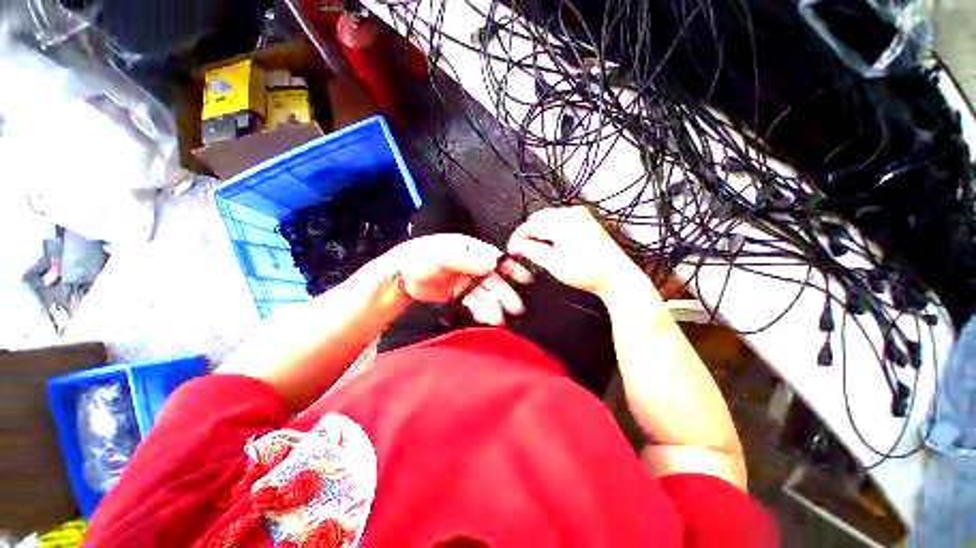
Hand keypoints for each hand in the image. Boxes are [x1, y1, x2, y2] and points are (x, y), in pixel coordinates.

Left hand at [388, 234, 531, 325]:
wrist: (400, 277)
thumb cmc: (419, 258)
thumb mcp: (441, 254)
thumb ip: (466, 258)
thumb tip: (494, 262)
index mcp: (470, 250)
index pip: (495, 258)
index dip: (511, 268)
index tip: (525, 279)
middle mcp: (472, 265)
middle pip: (494, 280)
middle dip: (506, 293)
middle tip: (517, 307)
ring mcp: (467, 282)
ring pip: (487, 294)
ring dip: (496, 306)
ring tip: (501, 319)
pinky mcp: (461, 296)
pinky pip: (476, 303)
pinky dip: (483, 311)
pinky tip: (489, 318)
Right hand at [507, 207, 641, 297]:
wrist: (616, 276)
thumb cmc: (589, 272)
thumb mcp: (554, 263)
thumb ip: (531, 251)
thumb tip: (516, 246)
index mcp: (563, 222)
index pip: (531, 225)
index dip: (518, 238)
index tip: (512, 248)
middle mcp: (572, 213)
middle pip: (539, 219)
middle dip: (528, 234)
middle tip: (521, 250)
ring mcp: (580, 215)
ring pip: (548, 219)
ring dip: (539, 232)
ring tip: (535, 249)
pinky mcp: (585, 220)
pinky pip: (560, 220)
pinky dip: (550, 230)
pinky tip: (550, 244)